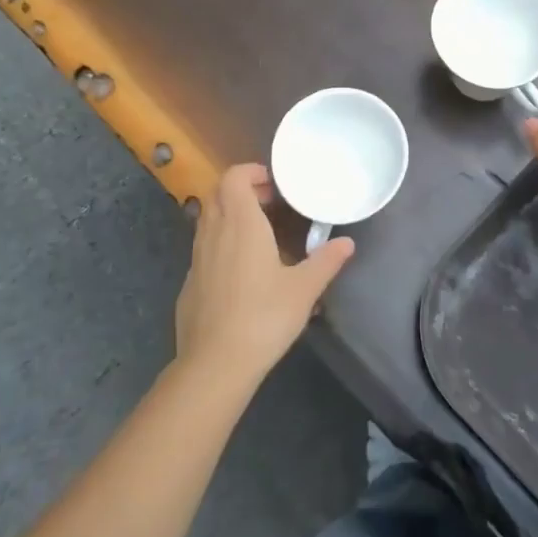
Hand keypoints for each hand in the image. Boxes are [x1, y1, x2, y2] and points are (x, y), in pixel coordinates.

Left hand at [174, 164, 354, 385]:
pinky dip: (220, 242)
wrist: (214, 364)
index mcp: (241, 223)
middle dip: (241, 189)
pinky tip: (241, 270)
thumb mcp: (304, 289)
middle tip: (269, 203)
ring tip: (258, 233)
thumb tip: (347, 243)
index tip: (273, 184)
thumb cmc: (263, 317)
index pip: (233, 177)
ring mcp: (197, 258)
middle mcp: (214, 232)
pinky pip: (203, 247)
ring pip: (207, 219)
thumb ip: (326, 261)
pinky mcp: (190, 282)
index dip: (250, 172)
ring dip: (229, 215)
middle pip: (217, 193)